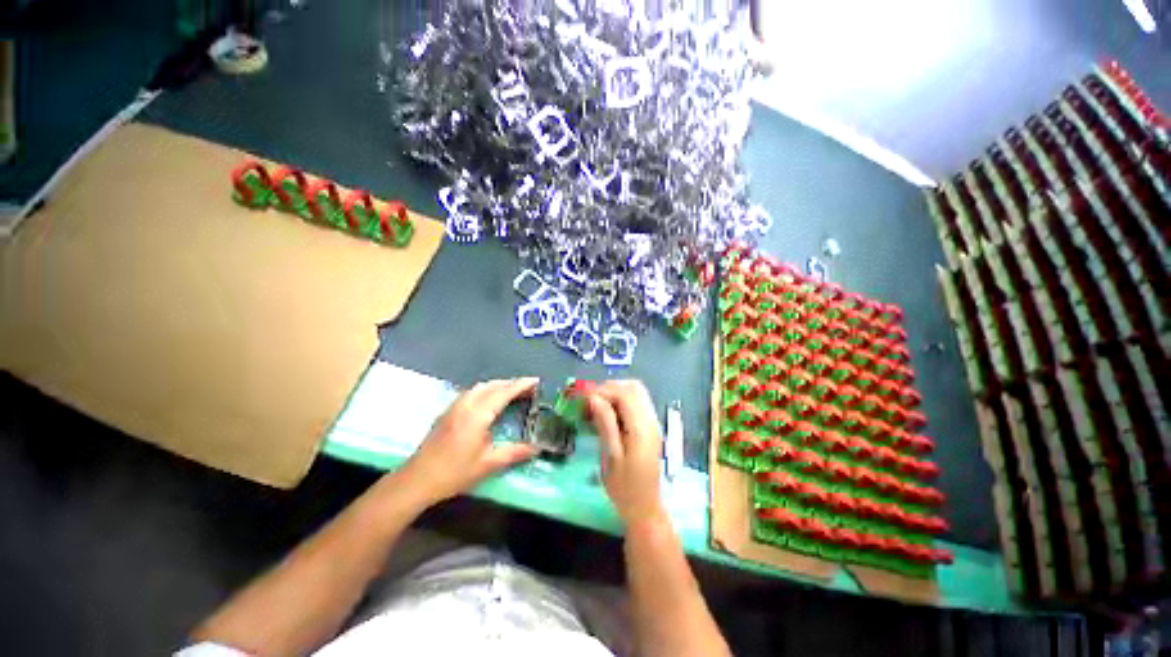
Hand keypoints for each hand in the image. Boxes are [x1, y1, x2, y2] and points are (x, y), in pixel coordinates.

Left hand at [402, 378, 539, 503]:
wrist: (417, 480)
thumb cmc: (454, 472)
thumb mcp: (488, 464)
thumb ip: (515, 452)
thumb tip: (537, 447)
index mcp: (478, 414)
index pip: (504, 392)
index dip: (522, 385)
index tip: (536, 381)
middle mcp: (467, 404)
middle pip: (493, 385)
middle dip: (512, 383)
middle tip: (528, 388)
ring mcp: (455, 406)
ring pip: (481, 386)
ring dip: (499, 385)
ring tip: (512, 392)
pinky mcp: (448, 411)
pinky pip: (472, 392)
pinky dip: (486, 390)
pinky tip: (489, 400)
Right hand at [586, 380, 665, 525]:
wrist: (644, 507)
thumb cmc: (624, 487)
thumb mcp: (611, 456)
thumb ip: (605, 424)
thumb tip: (593, 398)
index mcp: (642, 428)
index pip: (624, 394)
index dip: (602, 391)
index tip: (583, 399)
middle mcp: (650, 420)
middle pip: (633, 387)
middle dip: (609, 388)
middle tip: (590, 401)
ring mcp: (652, 422)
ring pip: (636, 392)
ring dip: (615, 393)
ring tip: (597, 406)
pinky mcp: (649, 427)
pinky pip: (637, 403)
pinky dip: (621, 401)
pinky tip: (607, 414)